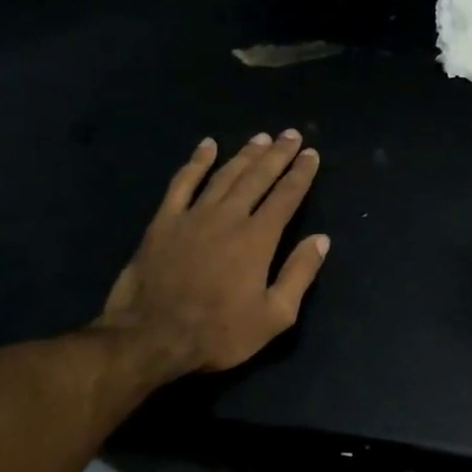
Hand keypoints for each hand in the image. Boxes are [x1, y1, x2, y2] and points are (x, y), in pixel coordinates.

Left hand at [93, 130, 329, 378]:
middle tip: (291, 134)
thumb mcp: (274, 316)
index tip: (311, 155)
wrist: (150, 337)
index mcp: (257, 239)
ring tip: (261, 138)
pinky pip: (182, 183)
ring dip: (245, 154)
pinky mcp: (163, 221)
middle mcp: (228, 217)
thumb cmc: (218, 332)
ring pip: (224, 175)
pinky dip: (196, 162)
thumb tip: (321, 240)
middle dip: (277, 155)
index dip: (300, 174)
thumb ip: (299, 274)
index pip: (286, 197)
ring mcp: (193, 215)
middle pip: (257, 178)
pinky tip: (207, 146)